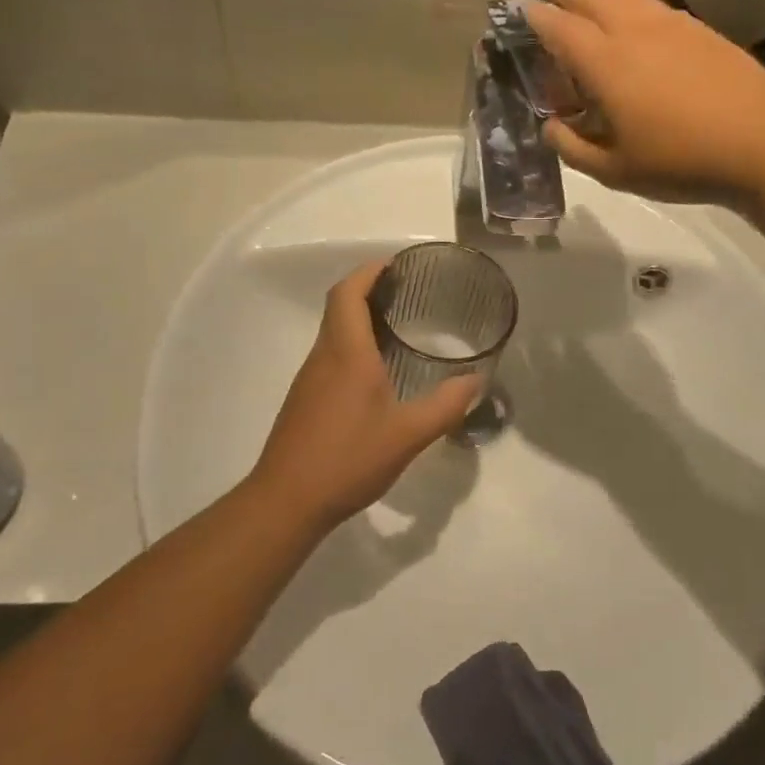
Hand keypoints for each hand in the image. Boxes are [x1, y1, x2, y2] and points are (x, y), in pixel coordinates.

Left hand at [248, 260, 481, 527]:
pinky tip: (376, 373)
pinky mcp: (304, 399)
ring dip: (359, 319)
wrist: (287, 500)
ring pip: (333, 332)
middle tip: (407, 294)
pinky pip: (330, 356)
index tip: (396, 265)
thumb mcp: (408, 435)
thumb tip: (476, 380)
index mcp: (346, 352)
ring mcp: (309, 378)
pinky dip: (352, 346)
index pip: (348, 293)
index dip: (369, 271)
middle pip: (338, 306)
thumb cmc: (348, 458)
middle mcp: (323, 356)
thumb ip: (445, 405)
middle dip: (368, 290)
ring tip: (398, 327)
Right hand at [523, 0, 764, 203]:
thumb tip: (551, 127)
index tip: (521, 9)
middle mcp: (635, 33)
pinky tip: (633, 10)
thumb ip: (573, 148)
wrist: (760, 144)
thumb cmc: (680, 162)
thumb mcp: (614, 171)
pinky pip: (653, 3)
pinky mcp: (699, 29)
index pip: (562, 29)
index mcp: (607, 65)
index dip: (538, 17)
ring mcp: (671, 26)